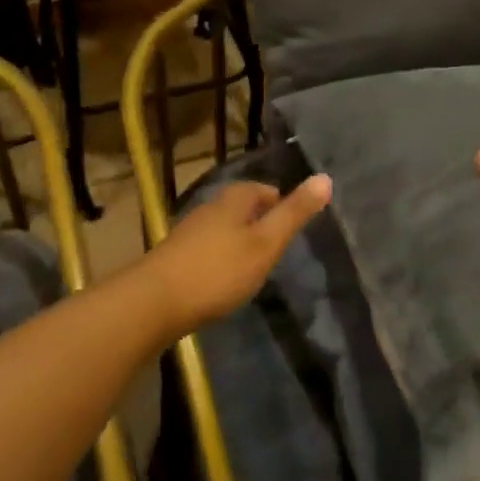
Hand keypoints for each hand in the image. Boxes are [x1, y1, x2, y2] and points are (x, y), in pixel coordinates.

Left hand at [127, 176, 332, 341]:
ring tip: (256, 265)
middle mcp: (209, 208)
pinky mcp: (175, 257)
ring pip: (223, 228)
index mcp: (233, 200)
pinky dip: (221, 259)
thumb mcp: (265, 243)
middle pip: (242, 207)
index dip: (281, 203)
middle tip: (279, 246)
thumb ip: (294, 214)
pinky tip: (224, 280)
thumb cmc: (218, 271)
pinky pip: (207, 249)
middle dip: (260, 221)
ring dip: (240, 241)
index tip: (294, 225)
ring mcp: (189, 232)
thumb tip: (325, 177)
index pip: (264, 190)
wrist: (154, 302)